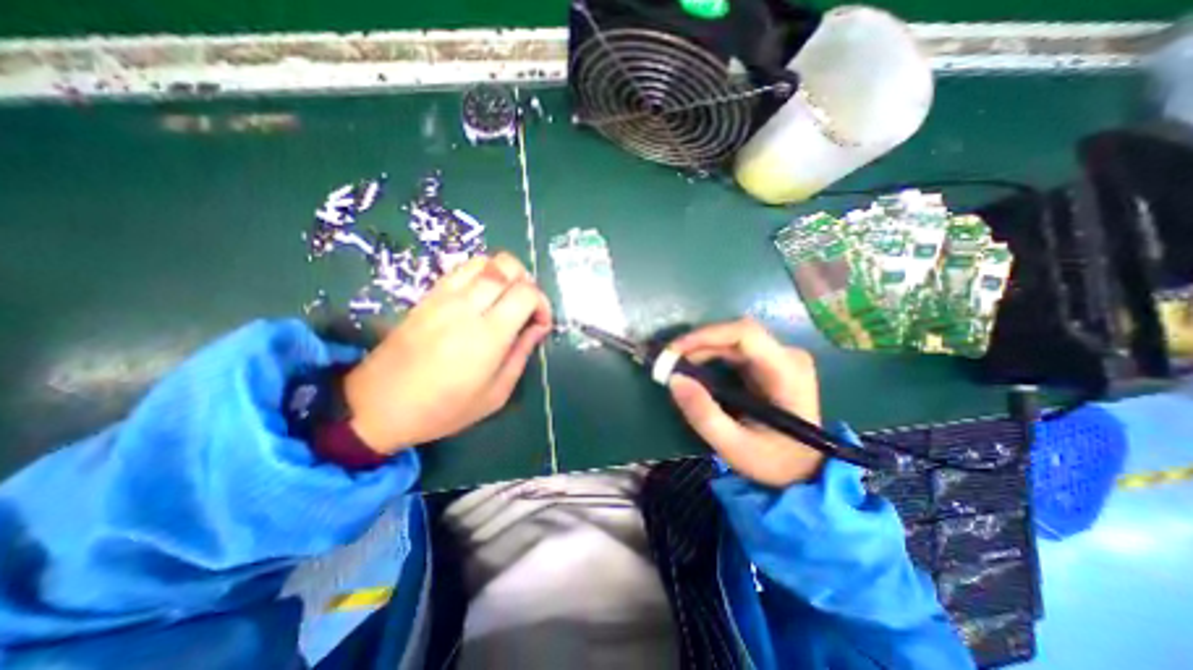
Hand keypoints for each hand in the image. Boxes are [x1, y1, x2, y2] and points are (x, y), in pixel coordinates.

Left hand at [342, 251, 550, 455]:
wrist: (378, 405)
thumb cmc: (443, 409)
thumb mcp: (495, 394)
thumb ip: (521, 355)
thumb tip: (538, 328)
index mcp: (488, 335)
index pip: (526, 293)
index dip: (542, 303)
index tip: (540, 324)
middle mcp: (467, 306)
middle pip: (508, 266)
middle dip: (527, 282)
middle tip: (526, 308)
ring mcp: (444, 297)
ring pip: (485, 261)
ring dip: (504, 274)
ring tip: (505, 299)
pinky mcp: (427, 296)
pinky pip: (462, 269)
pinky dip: (481, 274)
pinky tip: (481, 298)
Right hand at [668, 319, 824, 485]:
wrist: (803, 471)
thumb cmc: (774, 462)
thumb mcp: (734, 446)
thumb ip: (703, 414)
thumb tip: (674, 379)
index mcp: (787, 372)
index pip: (745, 334)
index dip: (705, 336)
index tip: (674, 351)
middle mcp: (787, 356)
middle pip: (735, 334)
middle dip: (697, 345)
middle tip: (668, 363)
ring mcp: (779, 357)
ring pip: (732, 340)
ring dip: (701, 349)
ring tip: (677, 367)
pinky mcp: (768, 363)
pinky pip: (733, 349)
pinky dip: (709, 356)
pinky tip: (695, 369)